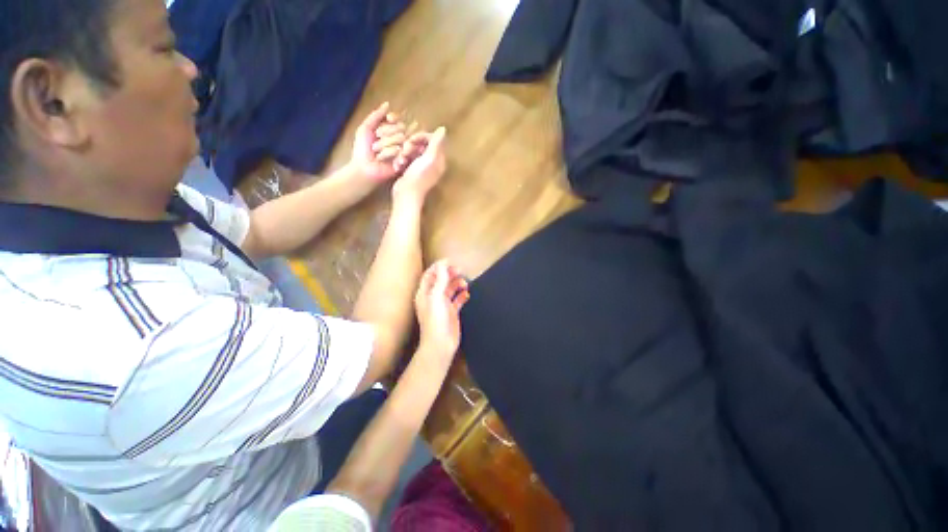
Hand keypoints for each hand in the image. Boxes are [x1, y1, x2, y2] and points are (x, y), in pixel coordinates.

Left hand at [352, 102, 414, 182]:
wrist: (364, 168)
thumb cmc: (362, 150)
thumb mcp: (365, 128)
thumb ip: (376, 116)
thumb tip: (387, 103)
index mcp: (390, 130)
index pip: (398, 119)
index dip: (392, 120)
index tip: (382, 125)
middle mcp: (399, 139)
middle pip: (401, 128)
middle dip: (385, 135)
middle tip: (375, 147)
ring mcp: (404, 150)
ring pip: (400, 138)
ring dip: (385, 146)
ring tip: (378, 156)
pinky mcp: (405, 160)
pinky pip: (401, 151)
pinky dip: (390, 154)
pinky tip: (387, 161)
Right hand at [392, 127, 446, 201]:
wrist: (406, 194)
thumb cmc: (419, 177)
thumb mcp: (429, 158)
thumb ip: (436, 143)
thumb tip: (443, 129)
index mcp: (439, 160)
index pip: (433, 139)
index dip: (422, 136)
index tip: (412, 139)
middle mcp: (432, 163)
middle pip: (422, 144)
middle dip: (411, 145)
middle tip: (405, 151)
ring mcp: (422, 167)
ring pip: (413, 151)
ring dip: (405, 153)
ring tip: (401, 160)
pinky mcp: (412, 171)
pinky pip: (407, 159)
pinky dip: (402, 160)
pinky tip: (398, 165)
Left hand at [415, 260, 469, 358]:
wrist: (440, 345)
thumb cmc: (435, 320)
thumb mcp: (436, 298)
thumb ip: (440, 280)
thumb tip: (443, 264)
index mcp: (425, 293)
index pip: (430, 274)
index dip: (439, 266)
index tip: (451, 261)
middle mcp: (433, 297)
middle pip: (441, 280)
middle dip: (450, 273)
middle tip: (460, 270)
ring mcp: (443, 305)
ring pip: (450, 289)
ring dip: (457, 284)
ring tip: (465, 283)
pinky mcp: (452, 312)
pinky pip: (458, 300)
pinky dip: (462, 295)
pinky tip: (467, 294)